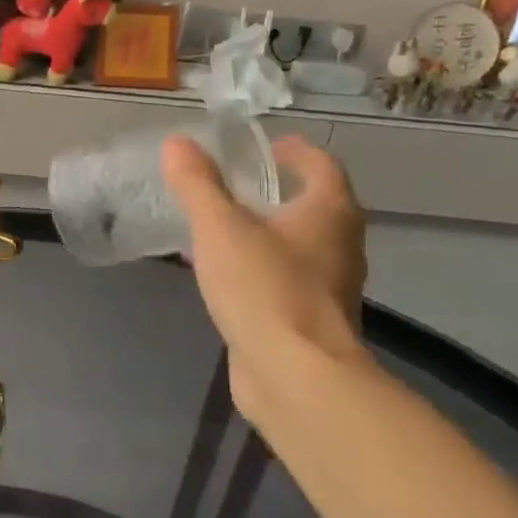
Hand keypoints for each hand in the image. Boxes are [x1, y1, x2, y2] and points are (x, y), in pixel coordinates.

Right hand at [162, 134, 367, 417]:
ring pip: (299, 246)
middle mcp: (340, 245)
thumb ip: (198, 185)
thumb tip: (177, 142)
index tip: (265, 147)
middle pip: (314, 206)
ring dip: (267, 232)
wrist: (294, 374)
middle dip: (278, 192)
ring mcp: (328, 286)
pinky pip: (284, 279)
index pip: (321, 165)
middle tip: (235, 185)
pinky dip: (259, 267)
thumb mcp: (220, 228)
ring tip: (222, 228)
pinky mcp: (310, 320)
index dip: (294, 151)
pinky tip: (225, 277)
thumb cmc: (264, 288)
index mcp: (329, 213)